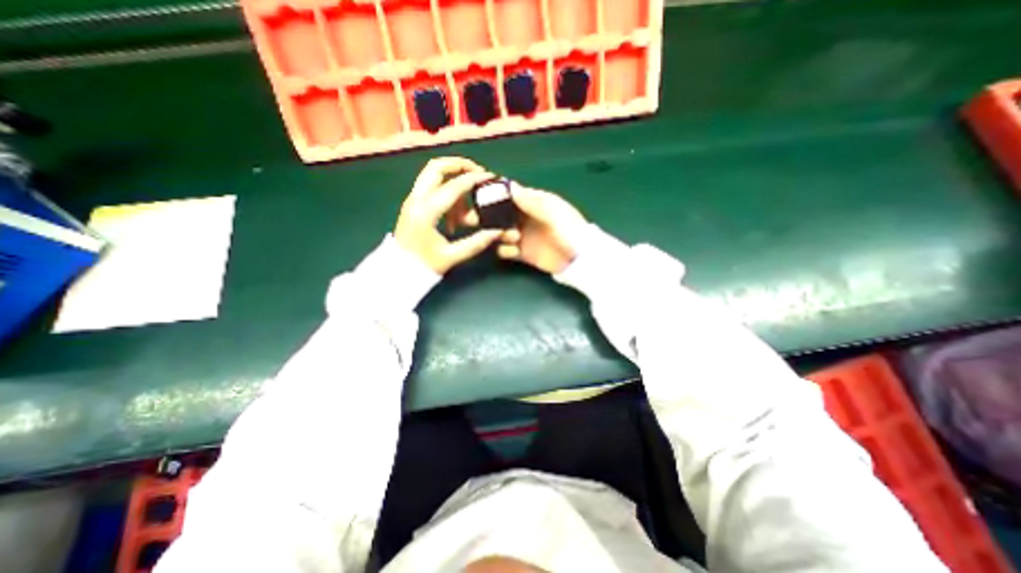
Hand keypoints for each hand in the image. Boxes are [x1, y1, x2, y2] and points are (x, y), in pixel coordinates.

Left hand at [394, 154, 501, 272]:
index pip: (454, 186)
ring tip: (467, 211)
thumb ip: (476, 243)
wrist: (397, 271)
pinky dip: (446, 193)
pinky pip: (432, 188)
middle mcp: (416, 199)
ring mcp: (412, 200)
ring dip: (453, 183)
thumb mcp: (451, 256)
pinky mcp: (413, 204)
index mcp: (426, 212)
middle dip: (459, 165)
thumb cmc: (423, 265)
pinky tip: (455, 217)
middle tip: (477, 173)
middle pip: (436, 167)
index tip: (491, 177)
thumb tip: (497, 232)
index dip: (475, 179)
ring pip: (433, 175)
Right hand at [497, 184, 586, 273]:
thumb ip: (531, 201)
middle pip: (502, 212)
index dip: (499, 192)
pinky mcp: (522, 254)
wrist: (580, 259)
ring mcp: (523, 236)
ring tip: (512, 238)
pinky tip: (513, 251)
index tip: (486, 194)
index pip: (513, 193)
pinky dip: (504, 250)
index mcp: (535, 202)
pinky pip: (505, 250)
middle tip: (493, 220)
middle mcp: (526, 217)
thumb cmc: (570, 231)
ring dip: (499, 233)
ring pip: (500, 231)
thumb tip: (510, 187)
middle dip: (494, 215)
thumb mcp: (553, 212)